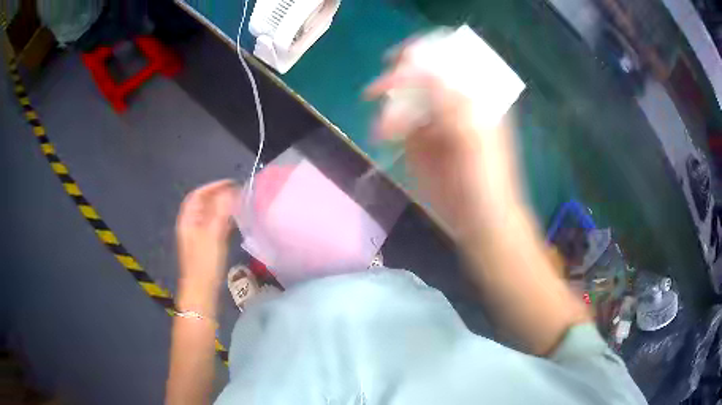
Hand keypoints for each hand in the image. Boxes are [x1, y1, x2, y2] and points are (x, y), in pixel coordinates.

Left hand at [176, 180, 237, 311]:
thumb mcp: (212, 234)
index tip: (230, 183)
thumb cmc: (204, 262)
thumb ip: (221, 211)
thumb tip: (230, 191)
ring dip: (222, 207)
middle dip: (219, 195)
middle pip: (204, 204)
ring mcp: (198, 236)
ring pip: (209, 215)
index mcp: (188, 219)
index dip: (213, 186)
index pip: (198, 195)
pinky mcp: (205, 246)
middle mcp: (191, 225)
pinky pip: (214, 226)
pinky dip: (223, 220)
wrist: (201, 290)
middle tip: (237, 193)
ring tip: (238, 205)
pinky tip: (234, 222)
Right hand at [365, 49, 522, 235]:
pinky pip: (397, 121)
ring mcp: (434, 120)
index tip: (397, 61)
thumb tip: (420, 68)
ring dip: (389, 107)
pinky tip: (381, 135)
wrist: (478, 219)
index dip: (421, 56)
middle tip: (377, 89)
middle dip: (398, 79)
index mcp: (474, 95)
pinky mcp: (418, 140)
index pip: (446, 61)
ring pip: (405, 98)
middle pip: (420, 75)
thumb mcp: (473, 135)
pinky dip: (386, 124)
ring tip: (384, 130)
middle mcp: (452, 102)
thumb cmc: (485, 177)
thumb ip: (449, 100)